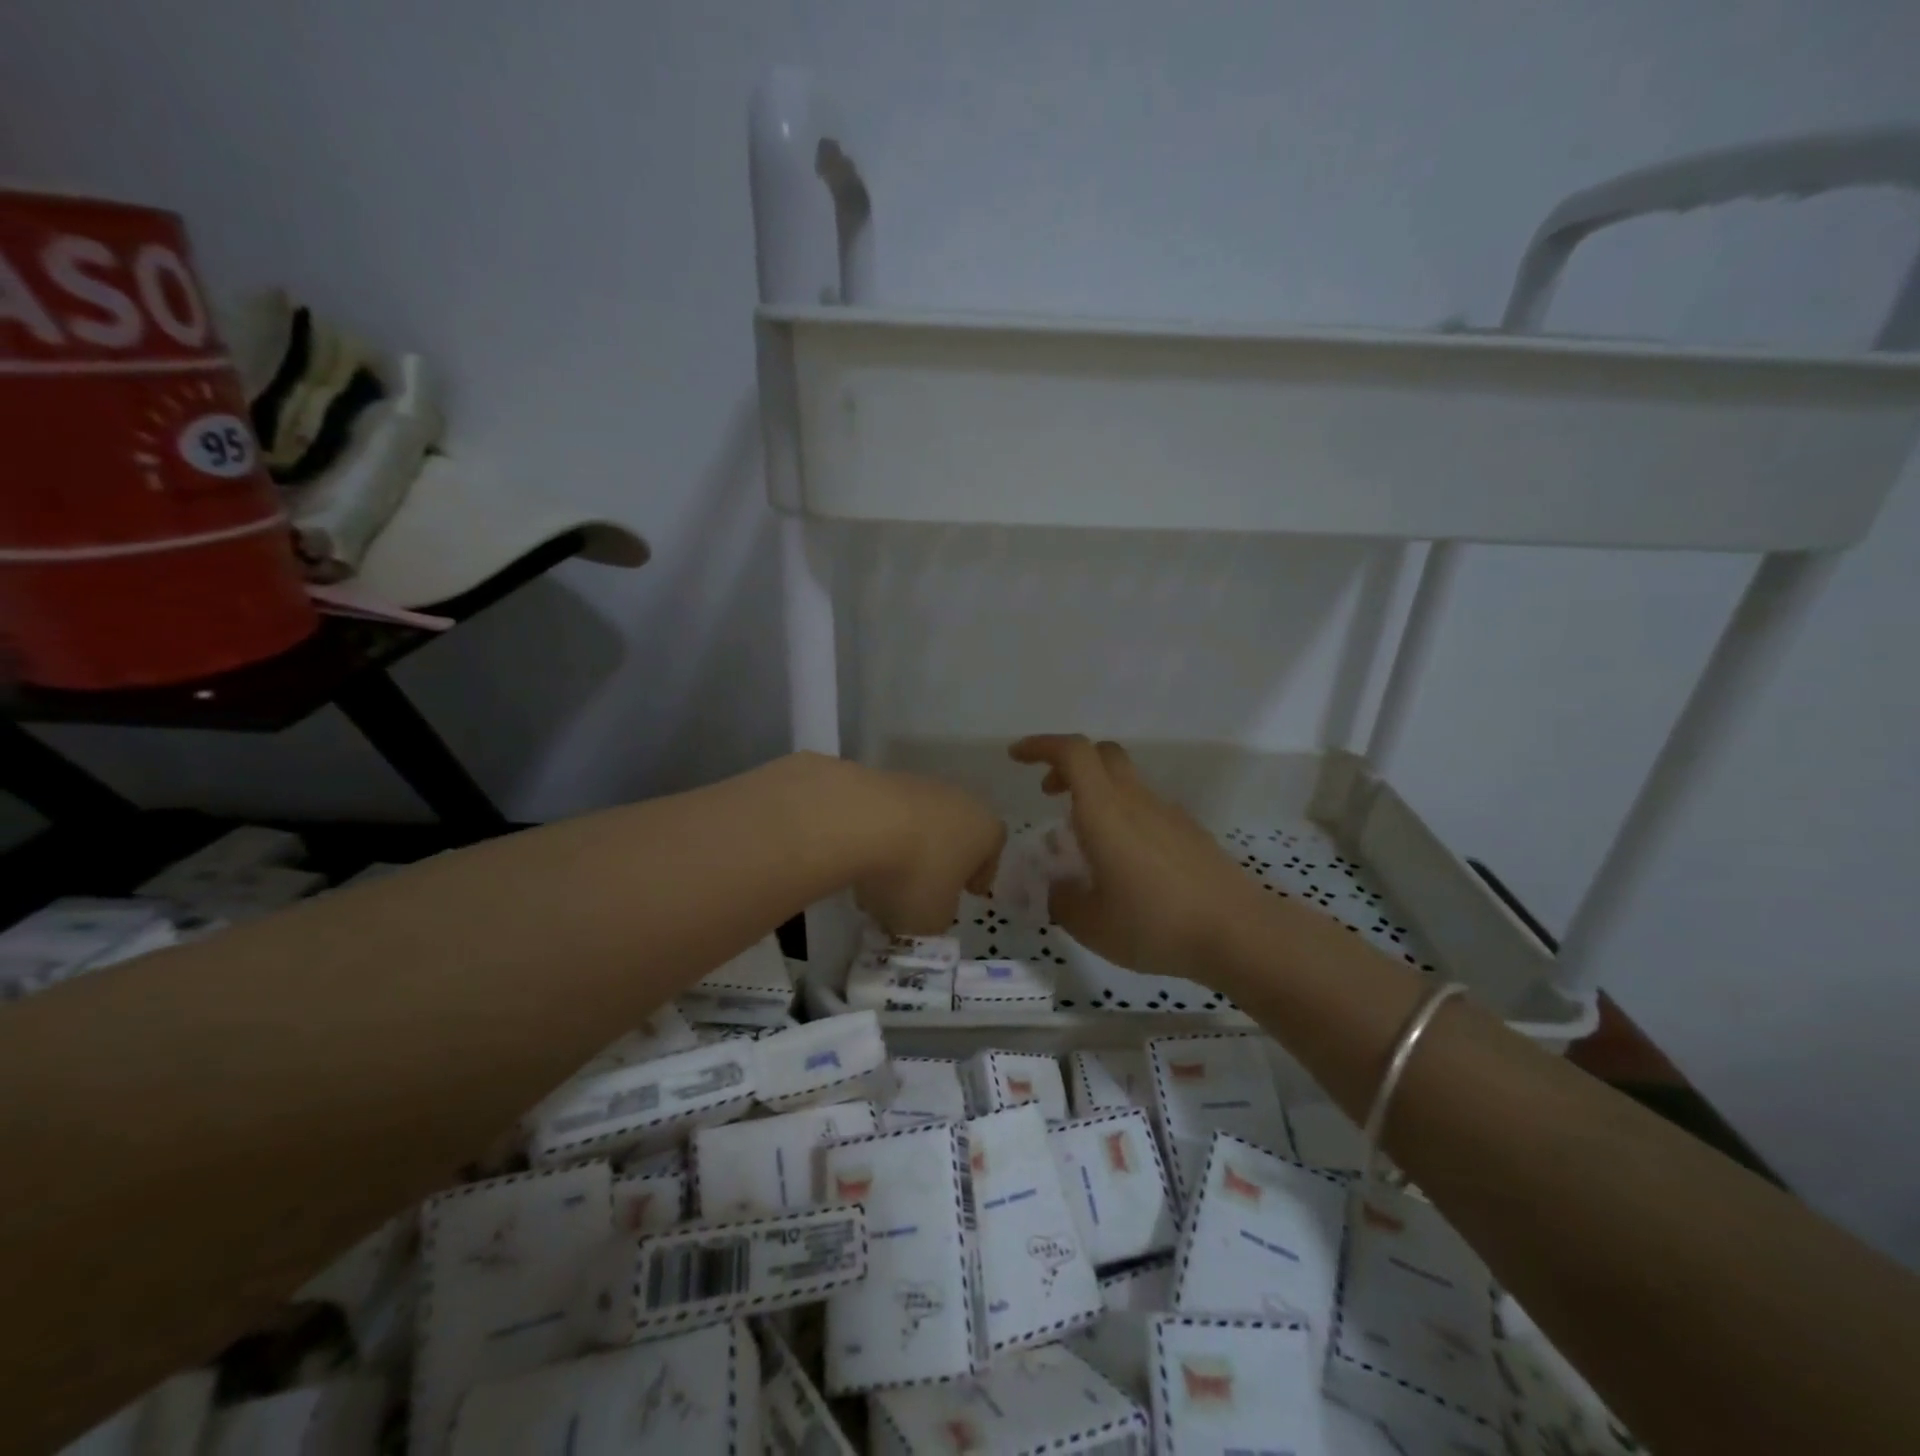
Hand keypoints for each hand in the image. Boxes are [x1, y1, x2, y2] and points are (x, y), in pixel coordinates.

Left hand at [833, 759, 1005, 936]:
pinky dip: (880, 835)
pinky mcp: (883, 779)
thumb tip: (930, 910)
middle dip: (941, 860)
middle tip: (924, 887)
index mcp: (986, 830)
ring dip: (908, 847)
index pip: (992, 852)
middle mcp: (960, 800)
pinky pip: (889, 815)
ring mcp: (921, 785)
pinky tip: (861, 857)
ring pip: (921, 823)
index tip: (968, 891)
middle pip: (956, 833)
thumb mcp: (933, 918)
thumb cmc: (915, 875)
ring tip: (883, 878)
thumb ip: (938, 917)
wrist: (861, 821)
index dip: (980, 875)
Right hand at [1008, 735, 1253, 983]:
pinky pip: (1146, 807)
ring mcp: (1168, 813)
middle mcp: (1136, 801)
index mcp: (1105, 812)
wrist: (1238, 933)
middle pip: (1102, 754)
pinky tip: (1124, 861)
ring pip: (1125, 781)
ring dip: (1096, 793)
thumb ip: (1060, 899)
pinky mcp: (1190, 832)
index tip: (1016, 757)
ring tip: (1083, 840)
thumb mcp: (1090, 923)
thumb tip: (1052, 886)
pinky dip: (1122, 815)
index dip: (1041, 745)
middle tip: (1049, 792)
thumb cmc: (1155, 924)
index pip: (1073, 752)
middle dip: (1068, 764)